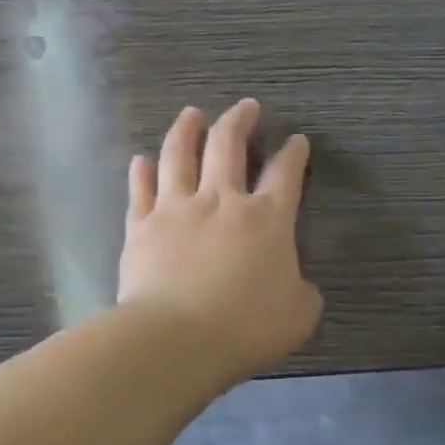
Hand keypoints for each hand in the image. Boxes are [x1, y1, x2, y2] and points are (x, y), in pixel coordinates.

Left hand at [119, 98, 322, 382]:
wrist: (177, 338)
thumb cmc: (246, 328)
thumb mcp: (299, 315)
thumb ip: (303, 293)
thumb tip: (298, 285)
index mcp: (267, 219)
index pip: (286, 173)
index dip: (294, 153)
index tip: (296, 139)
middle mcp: (222, 201)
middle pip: (229, 146)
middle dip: (240, 120)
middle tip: (246, 106)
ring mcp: (177, 209)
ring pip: (179, 155)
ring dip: (187, 130)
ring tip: (191, 114)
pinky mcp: (142, 226)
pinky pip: (141, 190)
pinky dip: (141, 172)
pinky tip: (141, 160)